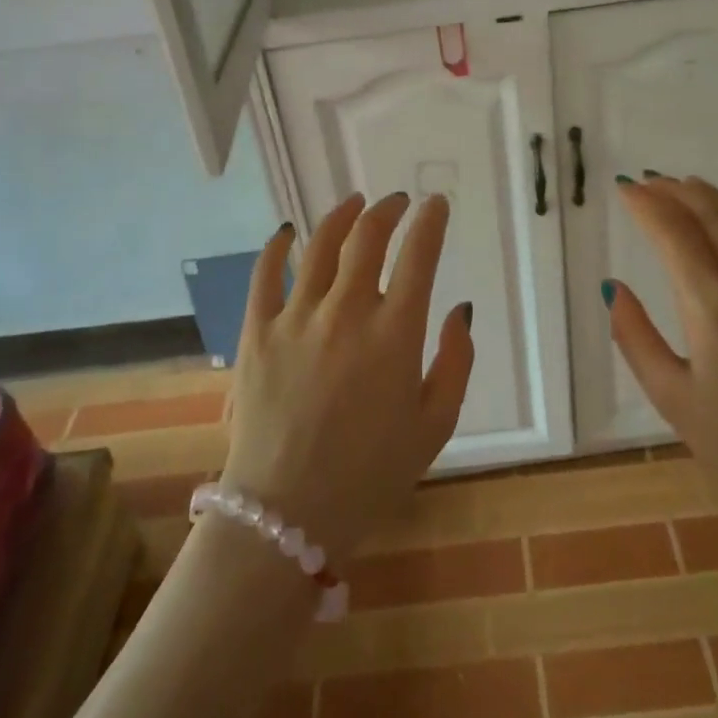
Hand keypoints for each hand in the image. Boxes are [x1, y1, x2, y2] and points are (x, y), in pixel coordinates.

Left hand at [220, 192, 473, 561]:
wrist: (287, 515)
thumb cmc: (371, 474)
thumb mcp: (435, 425)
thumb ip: (456, 361)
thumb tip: (460, 309)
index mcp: (394, 333)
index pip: (418, 254)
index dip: (430, 221)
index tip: (436, 204)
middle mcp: (346, 311)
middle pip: (368, 237)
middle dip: (388, 209)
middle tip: (398, 202)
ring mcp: (296, 318)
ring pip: (320, 244)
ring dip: (342, 215)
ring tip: (354, 203)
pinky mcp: (256, 332)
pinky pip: (265, 274)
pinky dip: (278, 246)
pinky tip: (287, 231)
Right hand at [606, 176, 717, 547]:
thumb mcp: (673, 399)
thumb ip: (635, 338)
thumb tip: (615, 287)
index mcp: (713, 307)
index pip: (673, 234)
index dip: (646, 206)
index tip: (625, 189)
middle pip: (711, 216)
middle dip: (675, 192)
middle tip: (649, 181)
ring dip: (712, 198)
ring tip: (686, 186)